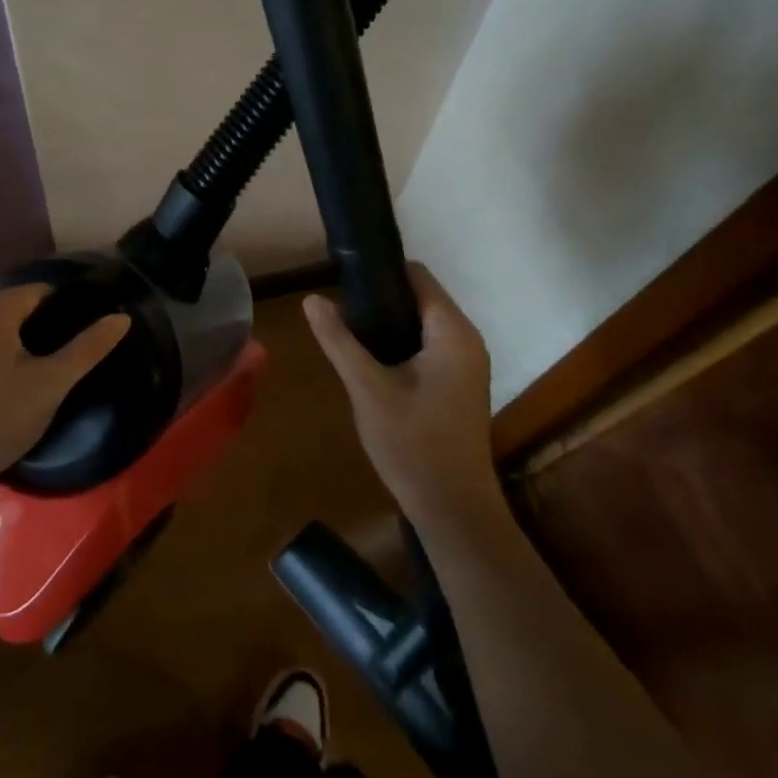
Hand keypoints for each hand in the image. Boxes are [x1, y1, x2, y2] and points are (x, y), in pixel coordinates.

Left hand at [0, 285, 130, 495]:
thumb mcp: (51, 383)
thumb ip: (87, 348)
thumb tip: (121, 318)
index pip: (41, 292)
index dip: (66, 310)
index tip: (83, 335)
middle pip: (16, 309)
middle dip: (42, 329)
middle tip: (65, 359)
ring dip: (18, 345)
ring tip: (41, 374)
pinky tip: (7, 386)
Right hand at [303, 263, 504, 528]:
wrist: (451, 507)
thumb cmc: (412, 444)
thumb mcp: (367, 388)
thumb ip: (340, 341)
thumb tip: (312, 299)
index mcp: (452, 333)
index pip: (417, 276)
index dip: (380, 270)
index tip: (342, 275)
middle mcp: (466, 339)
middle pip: (420, 296)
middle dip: (379, 296)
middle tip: (337, 305)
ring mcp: (465, 363)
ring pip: (421, 322)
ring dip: (387, 320)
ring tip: (345, 326)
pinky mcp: (458, 383)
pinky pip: (427, 344)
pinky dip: (399, 341)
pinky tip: (368, 356)